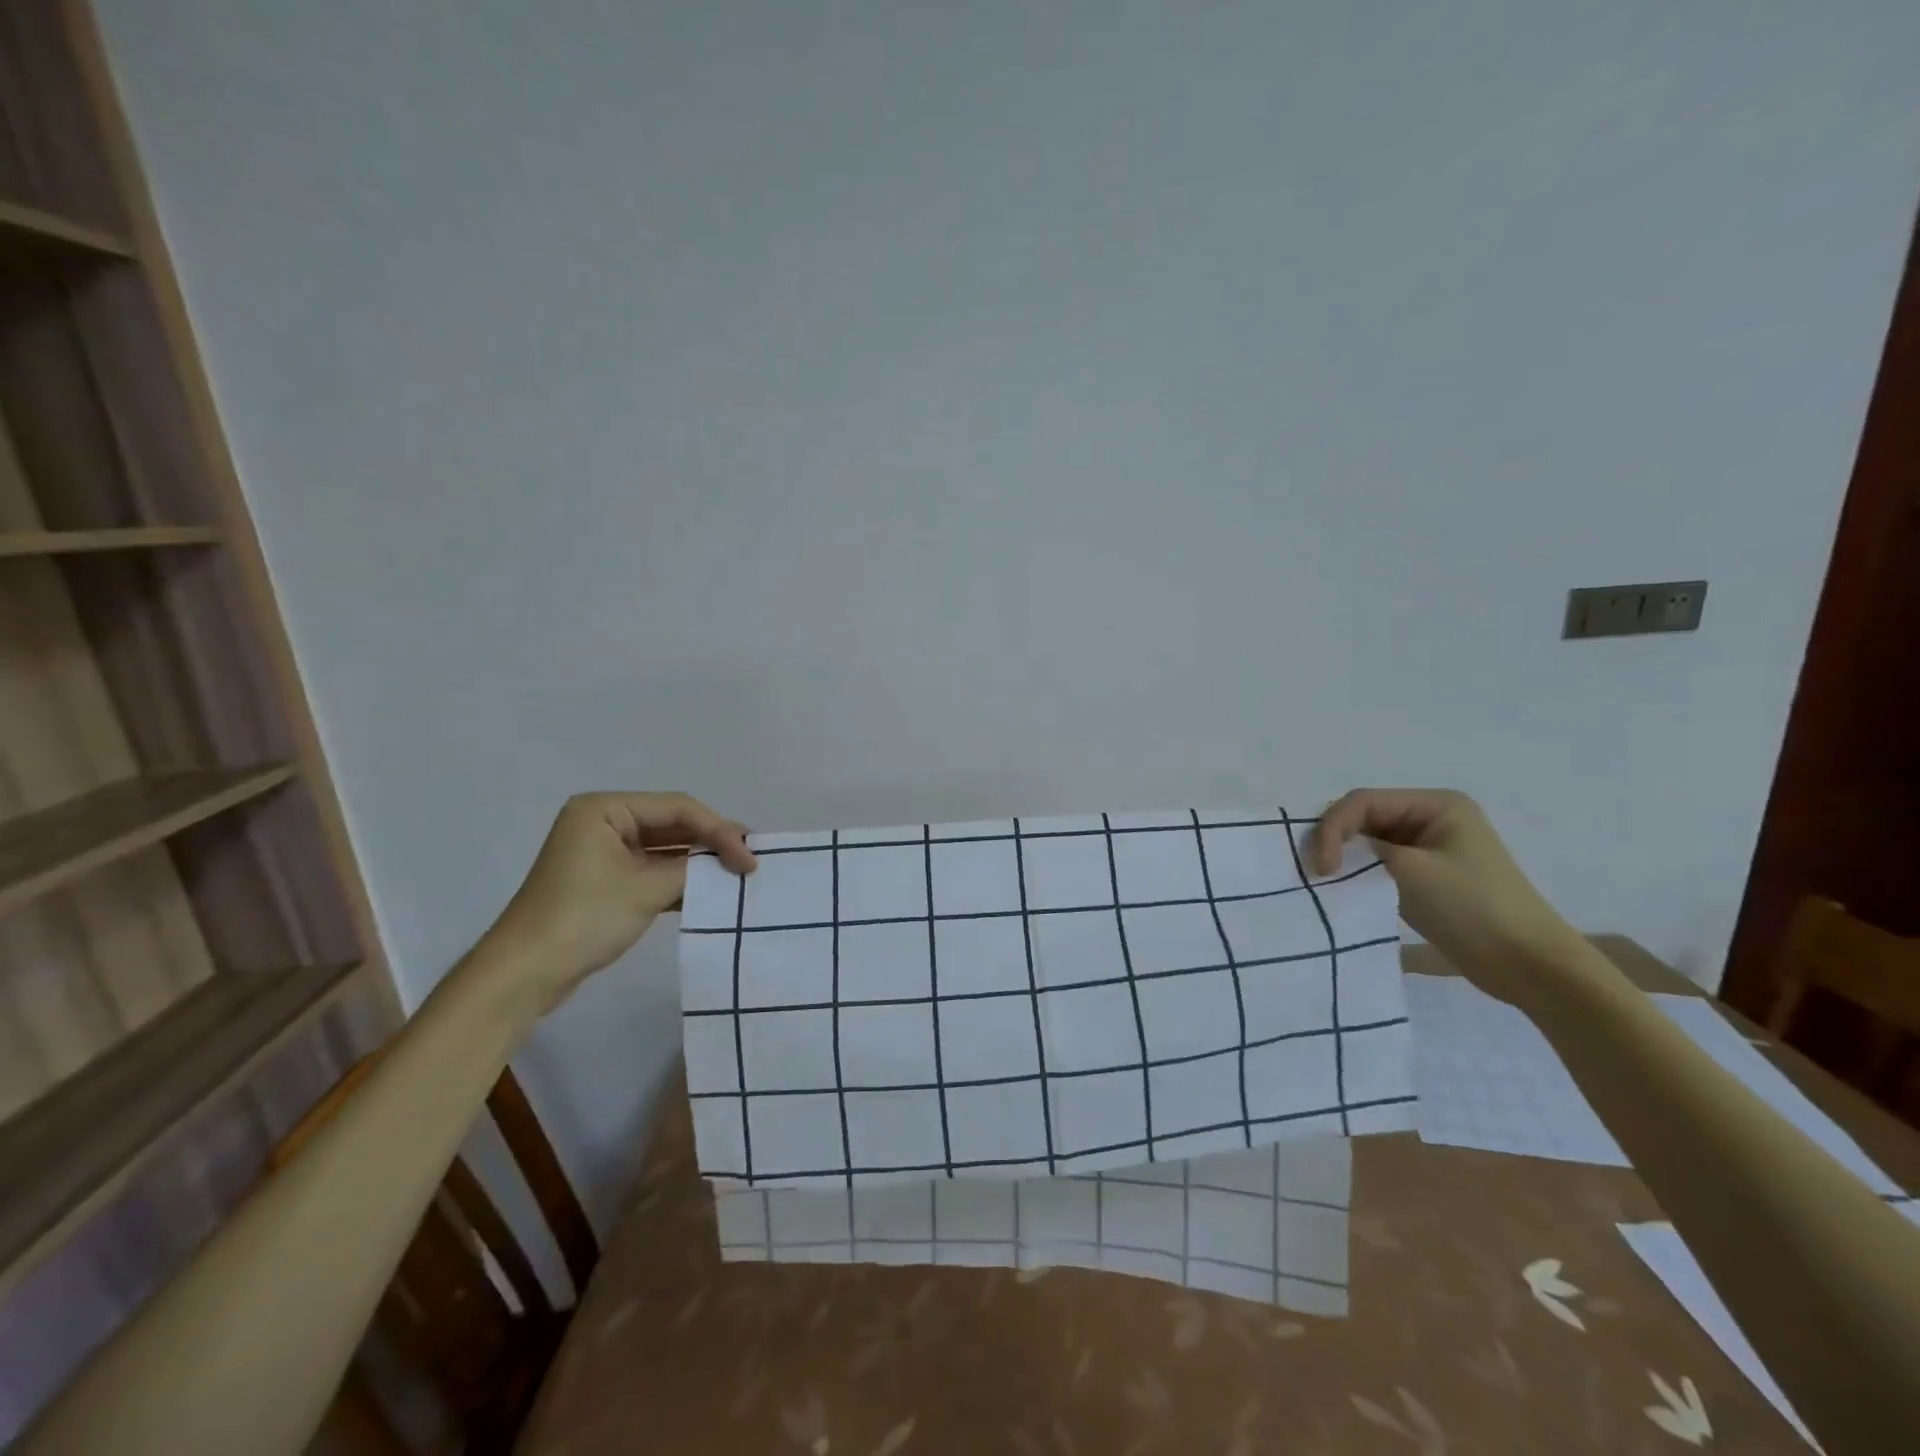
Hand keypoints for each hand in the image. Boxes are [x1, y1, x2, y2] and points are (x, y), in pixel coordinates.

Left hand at [481, 792, 755, 1009]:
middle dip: (712, 842)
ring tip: (738, 871)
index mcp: (605, 808)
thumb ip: (694, 869)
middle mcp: (603, 820)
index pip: (678, 808)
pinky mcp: (605, 880)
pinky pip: (652, 868)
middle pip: (672, 823)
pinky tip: (709, 889)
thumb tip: (734, 862)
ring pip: (665, 847)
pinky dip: (680, 878)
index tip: (750, 859)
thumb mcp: (646, 889)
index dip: (720, 830)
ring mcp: (603, 851)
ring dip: (698, 861)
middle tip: (751, 858)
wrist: (523, 976)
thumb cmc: (583, 919)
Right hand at [1309, 788, 1585, 1006]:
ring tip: (1324, 882)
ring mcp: (1427, 849)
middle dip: (1334, 840)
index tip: (1322, 867)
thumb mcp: (1413, 871)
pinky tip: (1343, 891)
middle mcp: (1430, 818)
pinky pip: (1377, 866)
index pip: (1363, 801)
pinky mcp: (1423, 877)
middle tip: (1314, 872)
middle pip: (1362, 818)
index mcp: (1436, 805)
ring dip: (1344, 859)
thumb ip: (1364, 851)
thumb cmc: (1475, 909)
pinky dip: (1357, 875)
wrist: (1530, 966)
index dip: (1333, 827)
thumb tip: (1329, 850)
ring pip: (1366, 843)